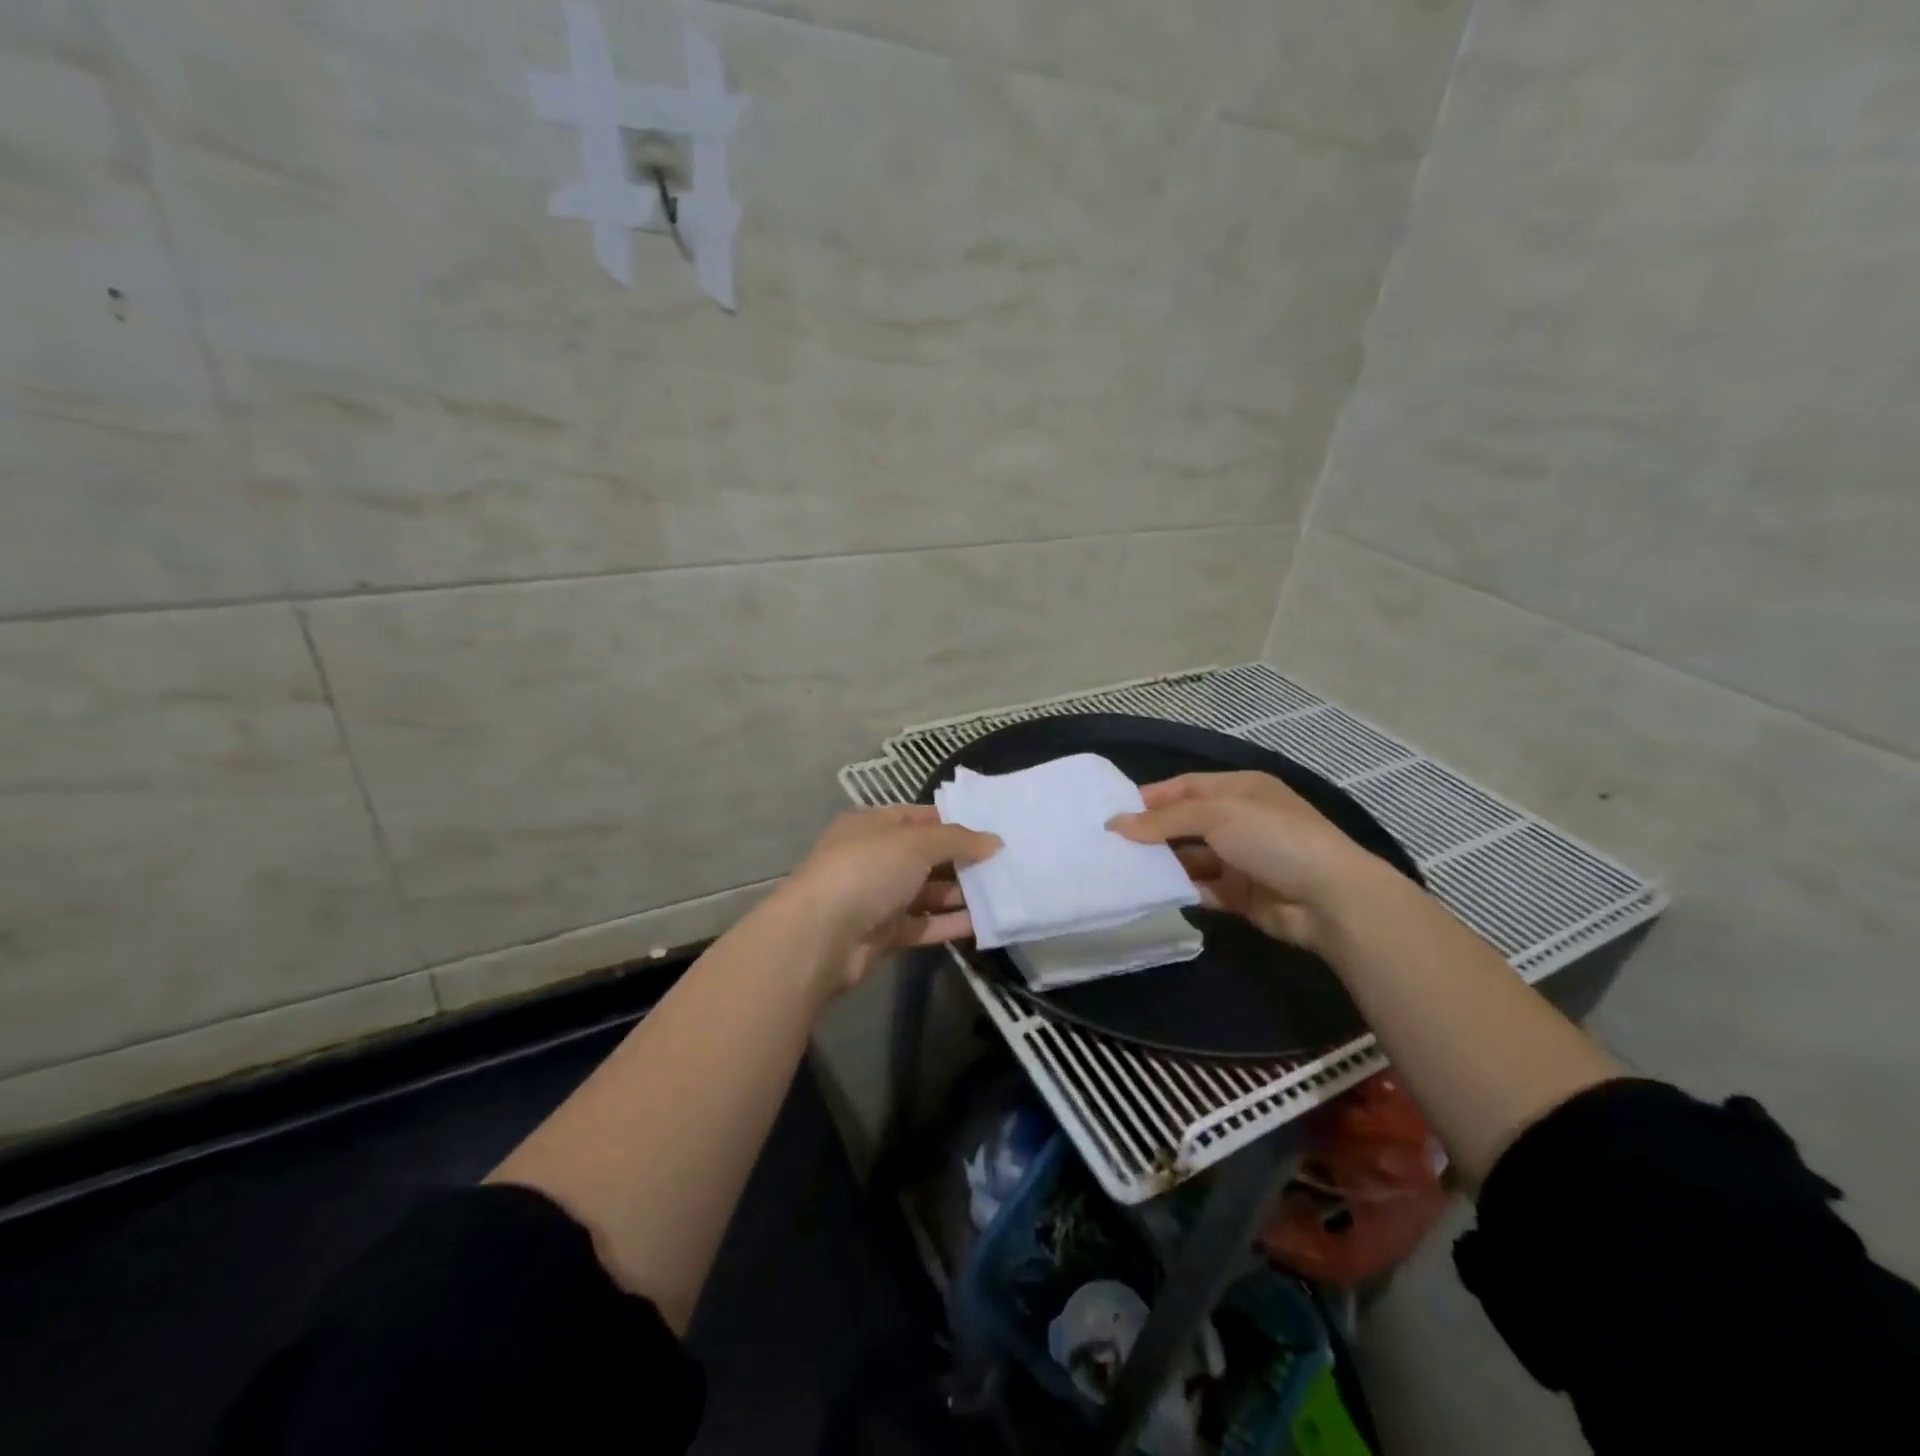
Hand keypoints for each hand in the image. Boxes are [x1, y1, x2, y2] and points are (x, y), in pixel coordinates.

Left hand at [775, 805, 1000, 990]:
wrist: (821, 936)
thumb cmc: (867, 870)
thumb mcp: (915, 842)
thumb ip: (957, 840)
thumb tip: (994, 841)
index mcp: (872, 826)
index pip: (918, 817)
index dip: (953, 822)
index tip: (991, 830)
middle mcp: (874, 858)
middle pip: (926, 855)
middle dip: (962, 859)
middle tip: (1005, 862)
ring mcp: (878, 897)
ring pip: (927, 891)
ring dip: (961, 893)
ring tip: (1003, 891)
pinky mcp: (884, 933)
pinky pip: (925, 924)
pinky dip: (951, 923)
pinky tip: (985, 922)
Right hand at [1108, 772, 1386, 950]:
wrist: (1330, 899)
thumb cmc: (1273, 839)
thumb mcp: (1217, 815)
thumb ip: (1164, 820)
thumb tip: (1115, 824)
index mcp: (1239, 789)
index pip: (1186, 787)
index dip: (1151, 797)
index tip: (1113, 811)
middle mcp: (1239, 820)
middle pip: (1184, 822)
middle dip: (1151, 832)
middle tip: (1109, 844)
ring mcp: (1241, 859)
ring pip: (1190, 857)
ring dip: (1162, 863)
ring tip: (1121, 870)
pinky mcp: (1240, 894)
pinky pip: (1201, 888)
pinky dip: (1179, 889)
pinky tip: (1150, 893)